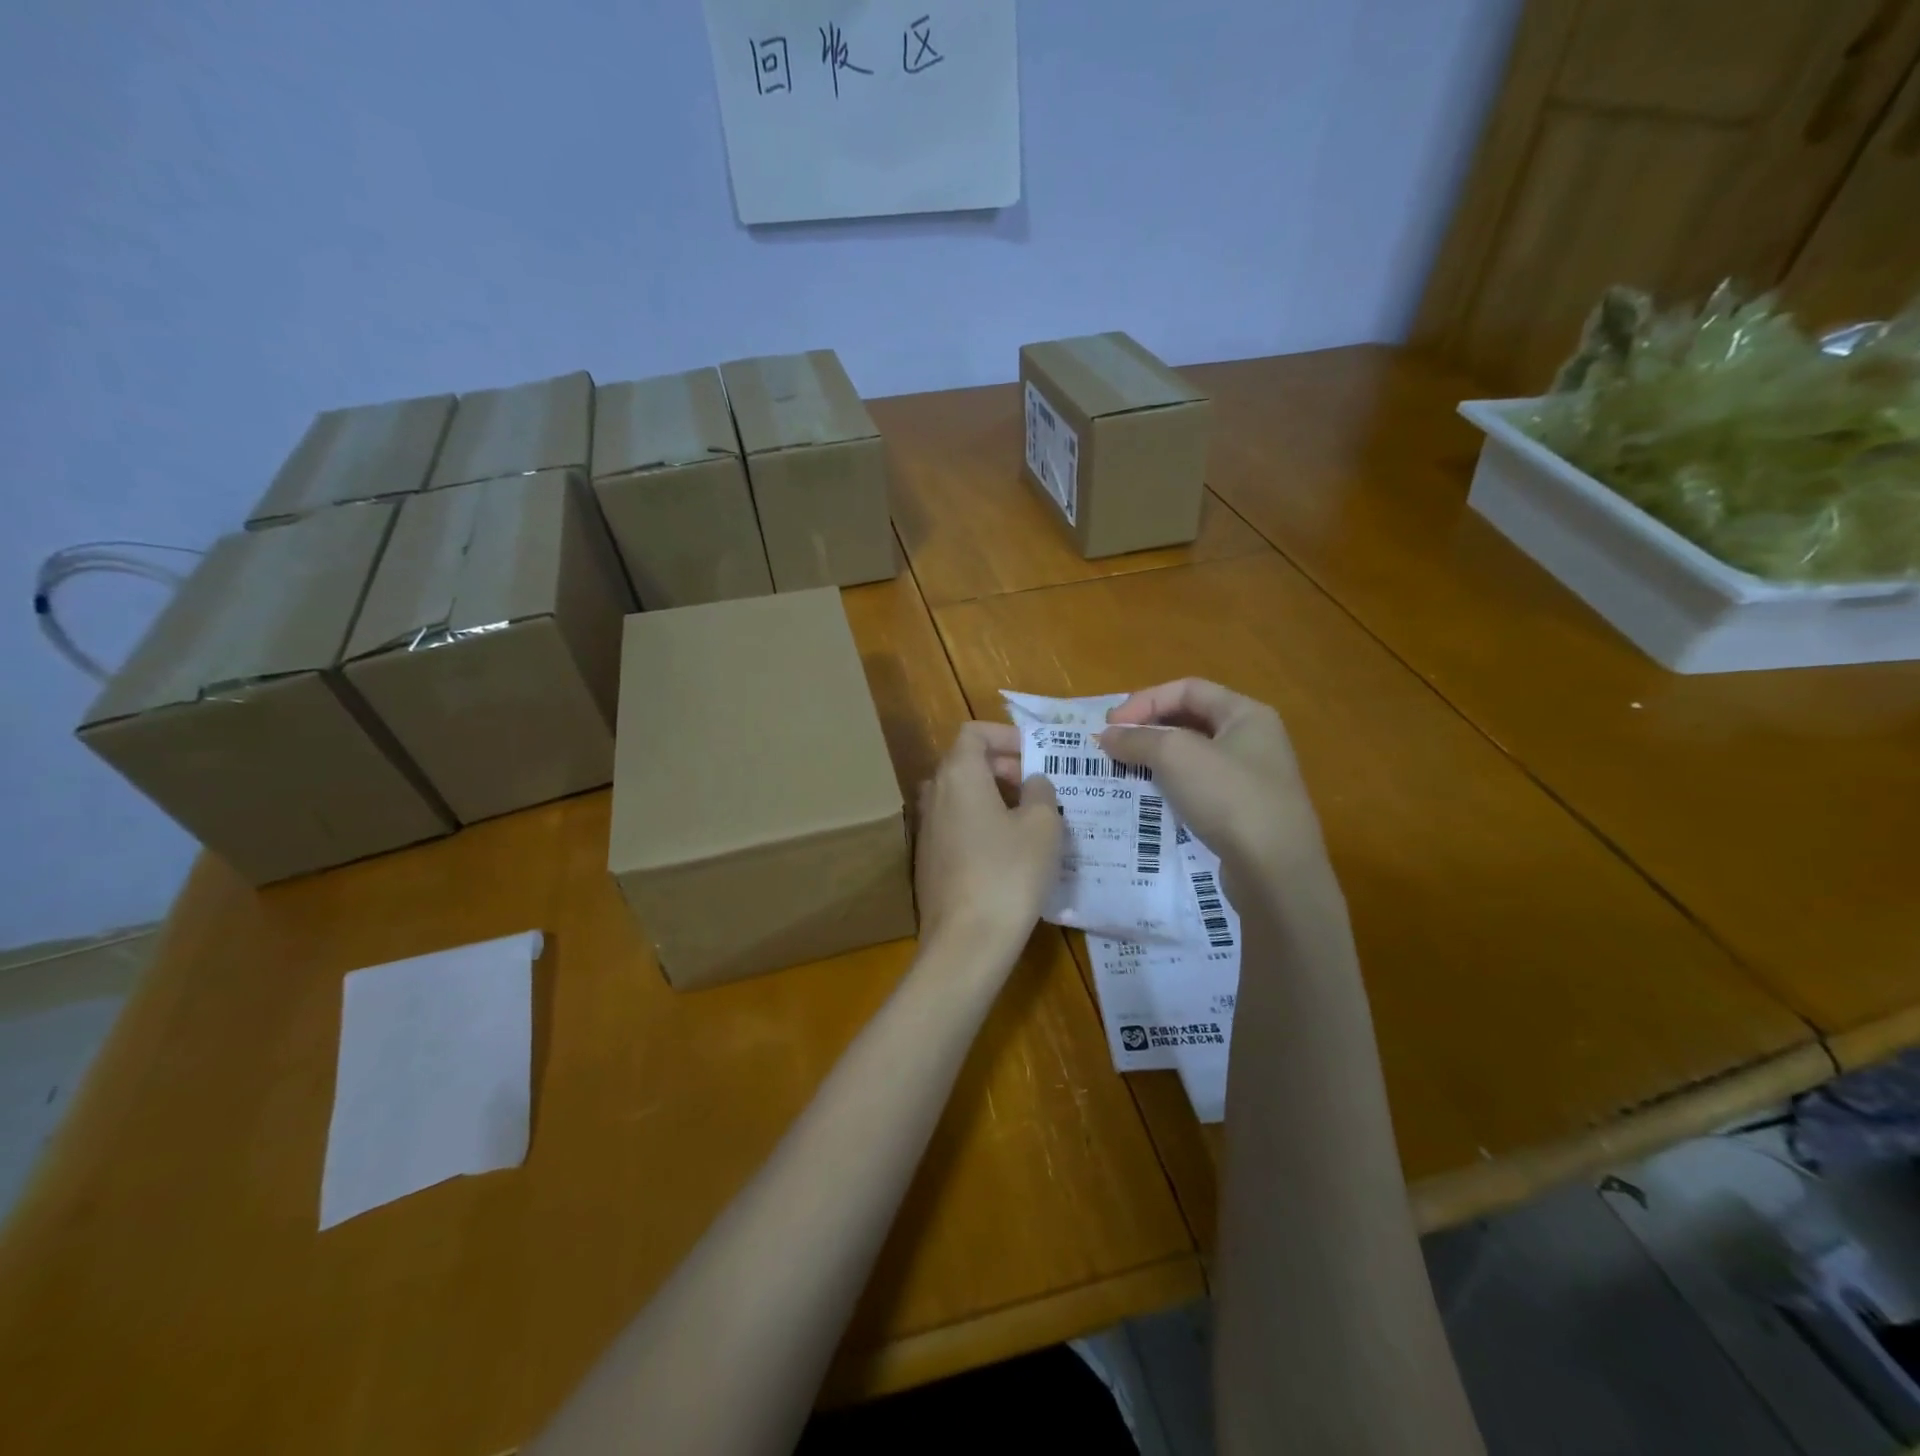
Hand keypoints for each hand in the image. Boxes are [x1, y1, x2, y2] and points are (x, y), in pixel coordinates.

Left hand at [915, 722, 1061, 955]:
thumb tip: (1032, 782)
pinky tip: (1009, 850)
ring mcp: (927, 828)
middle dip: (1003, 766)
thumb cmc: (1009, 872)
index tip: (1036, 753)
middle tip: (1039, 785)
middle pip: (965, 762)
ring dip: (993, 795)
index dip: (1006, 735)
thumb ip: (1041, 791)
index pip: (974, 733)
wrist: (966, 941)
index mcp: (959, 775)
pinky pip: (956, 824)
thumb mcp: (1043, 826)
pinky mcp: (929, 859)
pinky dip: (981, 822)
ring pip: (961, 795)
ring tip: (1031, 816)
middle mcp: (934, 794)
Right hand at [1098, 679, 1328, 888]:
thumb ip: (1137, 739)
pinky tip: (1151, 800)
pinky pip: (1201, 787)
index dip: (1145, 700)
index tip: (1110, 724)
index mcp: (1247, 714)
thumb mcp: (1175, 756)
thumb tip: (1107, 735)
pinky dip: (1172, 787)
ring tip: (1125, 771)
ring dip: (1157, 759)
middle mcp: (1255, 739)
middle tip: (1113, 746)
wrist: (1275, 871)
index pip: (1187, 689)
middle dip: (1149, 729)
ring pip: (1194, 756)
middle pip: (1191, 720)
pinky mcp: (1246, 813)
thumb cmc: (1228, 797)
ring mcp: (1253, 778)